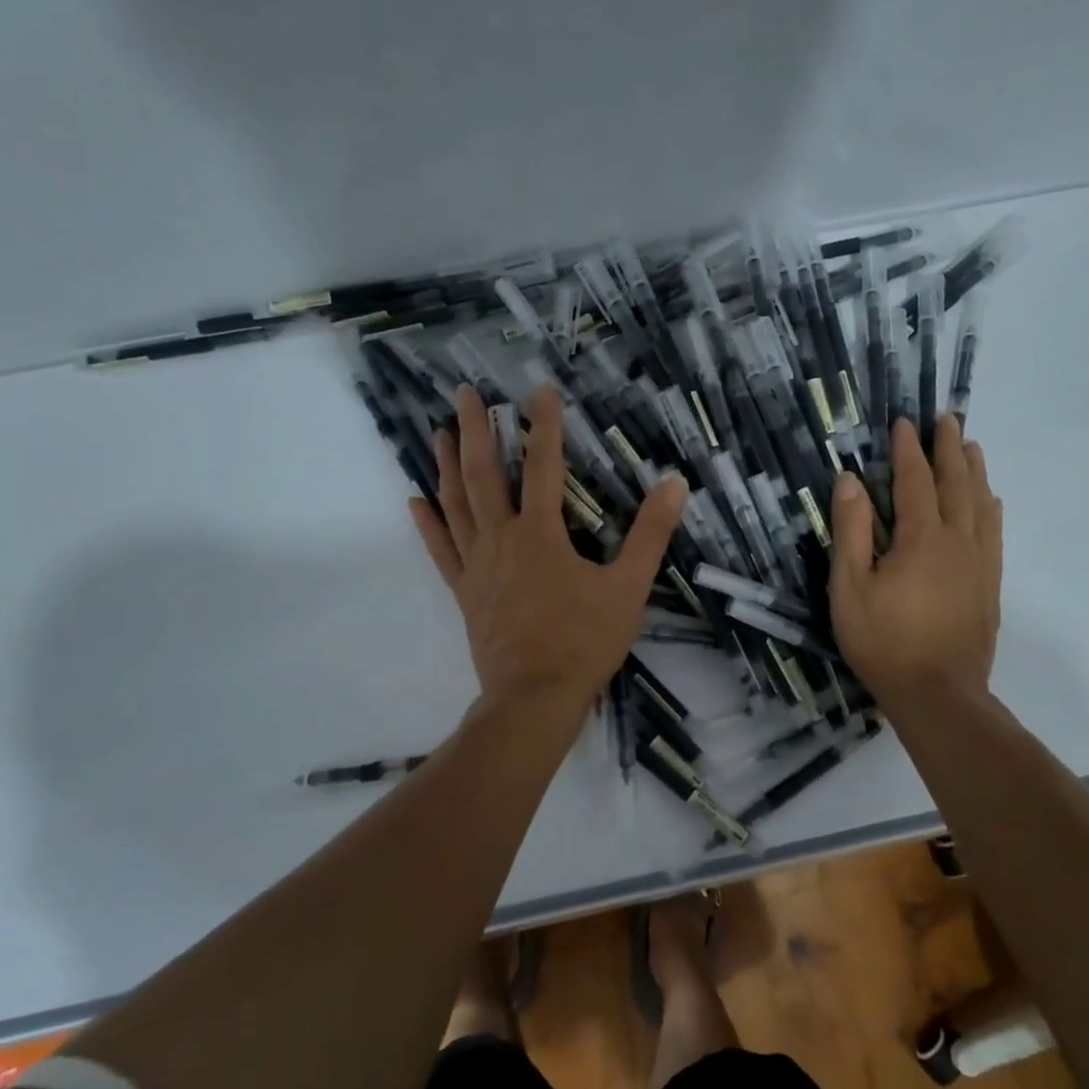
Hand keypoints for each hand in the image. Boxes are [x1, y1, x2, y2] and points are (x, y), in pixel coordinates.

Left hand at [410, 385, 686, 707]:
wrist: (534, 698)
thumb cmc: (584, 642)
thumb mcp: (628, 587)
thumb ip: (650, 534)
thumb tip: (674, 485)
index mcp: (541, 534)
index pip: (542, 466)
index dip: (544, 426)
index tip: (540, 391)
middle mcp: (501, 539)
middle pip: (483, 474)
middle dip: (475, 430)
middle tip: (465, 394)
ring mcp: (476, 565)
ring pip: (456, 505)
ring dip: (446, 465)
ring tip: (438, 432)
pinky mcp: (464, 591)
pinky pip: (441, 550)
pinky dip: (428, 524)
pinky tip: (415, 501)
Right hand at [830, 416, 1002, 701]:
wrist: (939, 694)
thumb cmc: (883, 641)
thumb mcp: (849, 587)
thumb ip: (851, 530)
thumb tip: (851, 479)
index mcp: (920, 538)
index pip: (915, 480)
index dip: (908, 450)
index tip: (904, 423)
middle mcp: (957, 540)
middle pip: (956, 483)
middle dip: (950, 448)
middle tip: (948, 420)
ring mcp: (979, 562)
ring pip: (981, 504)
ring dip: (975, 471)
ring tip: (972, 447)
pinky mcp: (989, 584)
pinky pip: (994, 533)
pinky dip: (991, 508)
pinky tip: (991, 502)